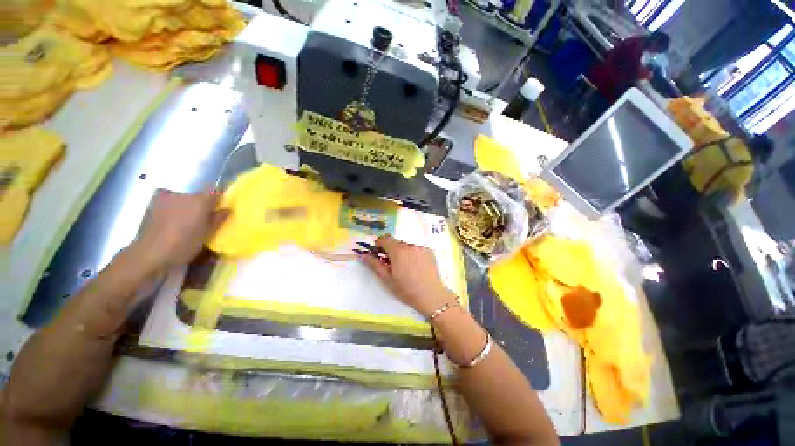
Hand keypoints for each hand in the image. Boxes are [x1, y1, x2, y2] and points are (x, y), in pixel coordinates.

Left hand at [136, 190, 228, 269]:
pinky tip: (172, 218)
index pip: (216, 192)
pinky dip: (173, 206)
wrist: (152, 253)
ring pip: (184, 198)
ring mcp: (167, 197)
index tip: (221, 210)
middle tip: (205, 218)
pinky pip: (169, 200)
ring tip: (187, 220)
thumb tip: (227, 209)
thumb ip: (219, 219)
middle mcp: (185, 194)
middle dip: (203, 204)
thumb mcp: (208, 233)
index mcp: (201, 200)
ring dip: (188, 206)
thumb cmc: (186, 243)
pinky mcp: (154, 203)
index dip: (220, 200)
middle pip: (200, 195)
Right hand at [359, 235, 456, 316]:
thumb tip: (363, 255)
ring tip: (406, 268)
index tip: (379, 255)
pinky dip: (413, 254)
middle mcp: (410, 245)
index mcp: (398, 251)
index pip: (384, 239)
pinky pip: (416, 249)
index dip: (379, 245)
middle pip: (395, 242)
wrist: (431, 296)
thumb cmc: (406, 289)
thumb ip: (374, 264)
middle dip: (391, 250)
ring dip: (402, 252)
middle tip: (392, 265)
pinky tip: (416, 267)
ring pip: (406, 246)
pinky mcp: (429, 251)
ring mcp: (421, 247)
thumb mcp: (387, 279)